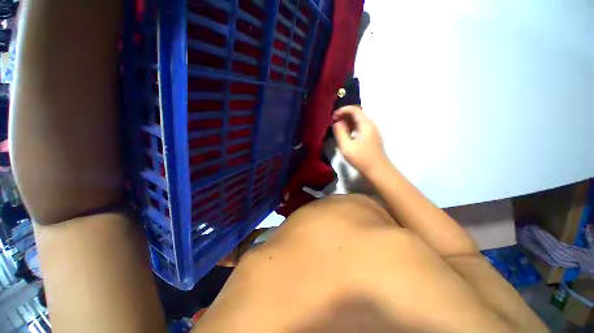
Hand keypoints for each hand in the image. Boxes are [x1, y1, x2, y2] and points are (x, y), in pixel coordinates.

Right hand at [332, 106, 387, 174]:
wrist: (378, 170)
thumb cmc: (361, 159)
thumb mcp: (346, 146)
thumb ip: (340, 132)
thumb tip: (337, 123)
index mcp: (366, 124)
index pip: (354, 109)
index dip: (343, 110)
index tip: (333, 116)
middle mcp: (371, 125)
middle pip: (358, 113)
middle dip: (345, 115)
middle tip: (334, 121)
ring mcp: (373, 131)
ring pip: (360, 120)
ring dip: (348, 121)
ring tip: (338, 127)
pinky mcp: (373, 137)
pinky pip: (362, 127)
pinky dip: (353, 127)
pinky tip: (347, 134)